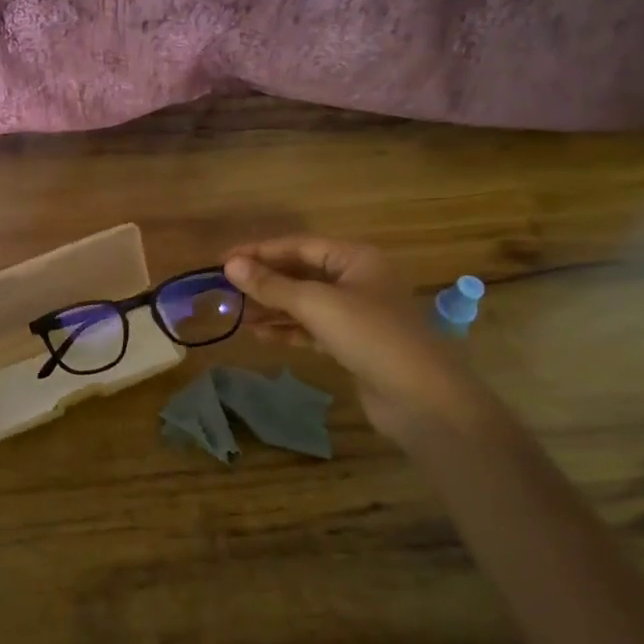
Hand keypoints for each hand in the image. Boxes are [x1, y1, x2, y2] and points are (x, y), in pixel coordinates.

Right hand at [223, 236, 480, 436]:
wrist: (420, 397)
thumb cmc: (370, 335)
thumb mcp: (316, 304)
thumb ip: (271, 285)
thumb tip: (230, 265)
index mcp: (355, 258)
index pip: (298, 246)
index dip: (259, 251)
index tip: (222, 261)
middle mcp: (357, 279)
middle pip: (301, 273)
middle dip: (264, 281)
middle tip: (225, 290)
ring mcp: (356, 313)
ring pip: (305, 302)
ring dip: (272, 308)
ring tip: (236, 314)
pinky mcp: (353, 343)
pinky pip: (312, 328)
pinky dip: (287, 330)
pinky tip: (260, 335)